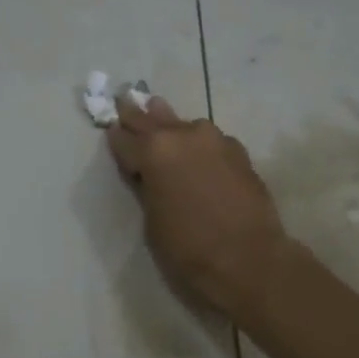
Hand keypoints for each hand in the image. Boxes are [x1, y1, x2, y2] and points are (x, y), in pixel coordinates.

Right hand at [106, 93, 291, 321]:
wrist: (247, 257)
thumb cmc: (188, 246)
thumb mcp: (152, 218)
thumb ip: (147, 186)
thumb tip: (146, 171)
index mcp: (154, 151)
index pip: (125, 139)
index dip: (116, 138)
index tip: (111, 129)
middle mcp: (183, 135)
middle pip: (152, 120)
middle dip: (137, 114)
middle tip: (126, 100)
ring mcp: (214, 140)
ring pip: (185, 125)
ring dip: (171, 124)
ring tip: (159, 112)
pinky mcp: (238, 151)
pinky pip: (210, 140)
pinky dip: (198, 142)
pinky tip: (197, 149)